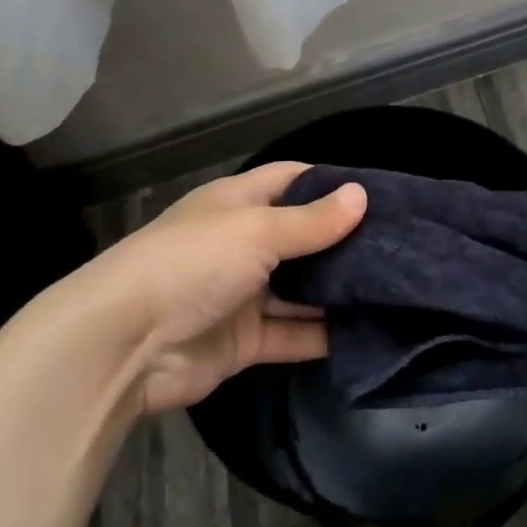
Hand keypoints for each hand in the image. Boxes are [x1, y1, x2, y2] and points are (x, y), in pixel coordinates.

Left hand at [24, 162, 365, 415]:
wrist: (123, 346)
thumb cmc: (192, 264)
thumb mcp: (256, 231)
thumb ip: (313, 221)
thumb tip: (362, 195)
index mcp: (238, 204)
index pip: (293, 180)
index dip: (332, 182)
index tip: (380, 193)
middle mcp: (243, 244)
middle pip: (303, 237)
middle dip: (345, 241)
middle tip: (402, 246)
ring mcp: (244, 294)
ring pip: (303, 289)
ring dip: (340, 291)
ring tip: (397, 288)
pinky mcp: (246, 340)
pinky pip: (294, 333)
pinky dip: (324, 335)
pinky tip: (369, 331)